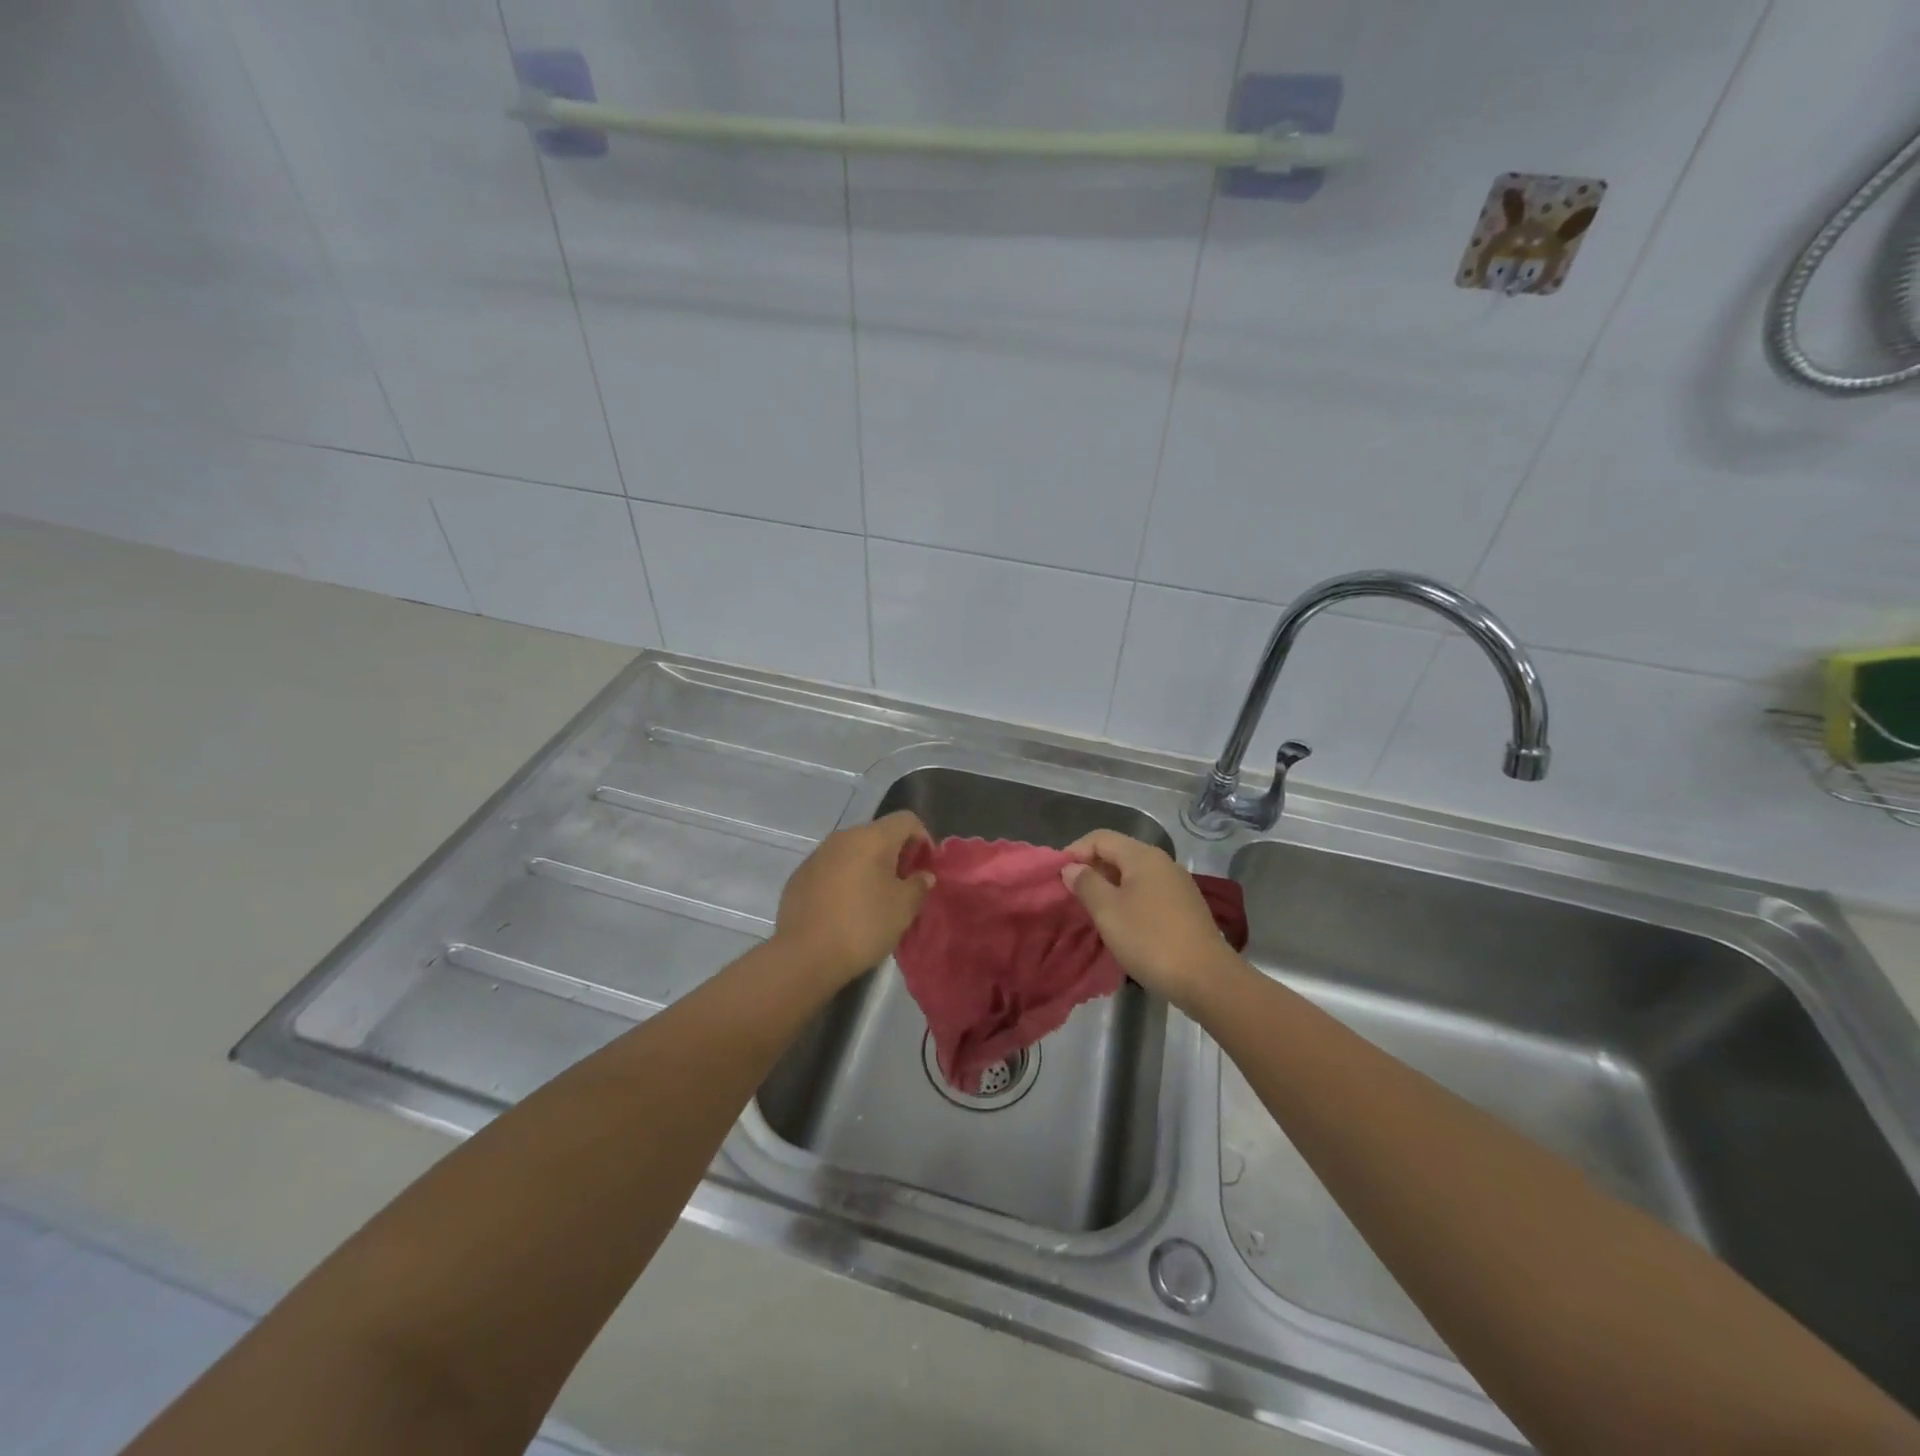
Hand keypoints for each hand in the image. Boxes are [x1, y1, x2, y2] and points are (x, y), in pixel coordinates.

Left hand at [774, 811, 935, 987]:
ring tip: (874, 900)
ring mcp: (817, 855)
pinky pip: (832, 868)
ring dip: (869, 867)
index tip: (925, 870)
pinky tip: (845, 908)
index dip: (923, 840)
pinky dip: (845, 879)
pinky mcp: (800, 875)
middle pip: (879, 834)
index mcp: (871, 838)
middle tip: (903, 887)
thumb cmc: (863, 925)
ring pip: (853, 851)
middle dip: (896, 855)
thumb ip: (919, 885)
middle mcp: (843, 837)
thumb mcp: (903, 908)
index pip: (907, 820)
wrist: (805, 955)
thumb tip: (922, 875)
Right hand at [1061, 830, 1239, 1009]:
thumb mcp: (1108, 911)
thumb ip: (1086, 884)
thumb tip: (1071, 867)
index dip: (1075, 851)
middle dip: (1091, 869)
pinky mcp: (1185, 907)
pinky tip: (1121, 922)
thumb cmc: (1150, 939)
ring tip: (1092, 910)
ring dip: (1109, 886)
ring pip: (1133, 874)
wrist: (1206, 978)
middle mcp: (1162, 862)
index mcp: (1142, 856)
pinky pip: (1147, 892)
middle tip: (1071, 894)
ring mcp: (1177, 884)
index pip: (1100, 838)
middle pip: (1118, 853)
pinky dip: (1128, 899)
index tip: (1057, 876)